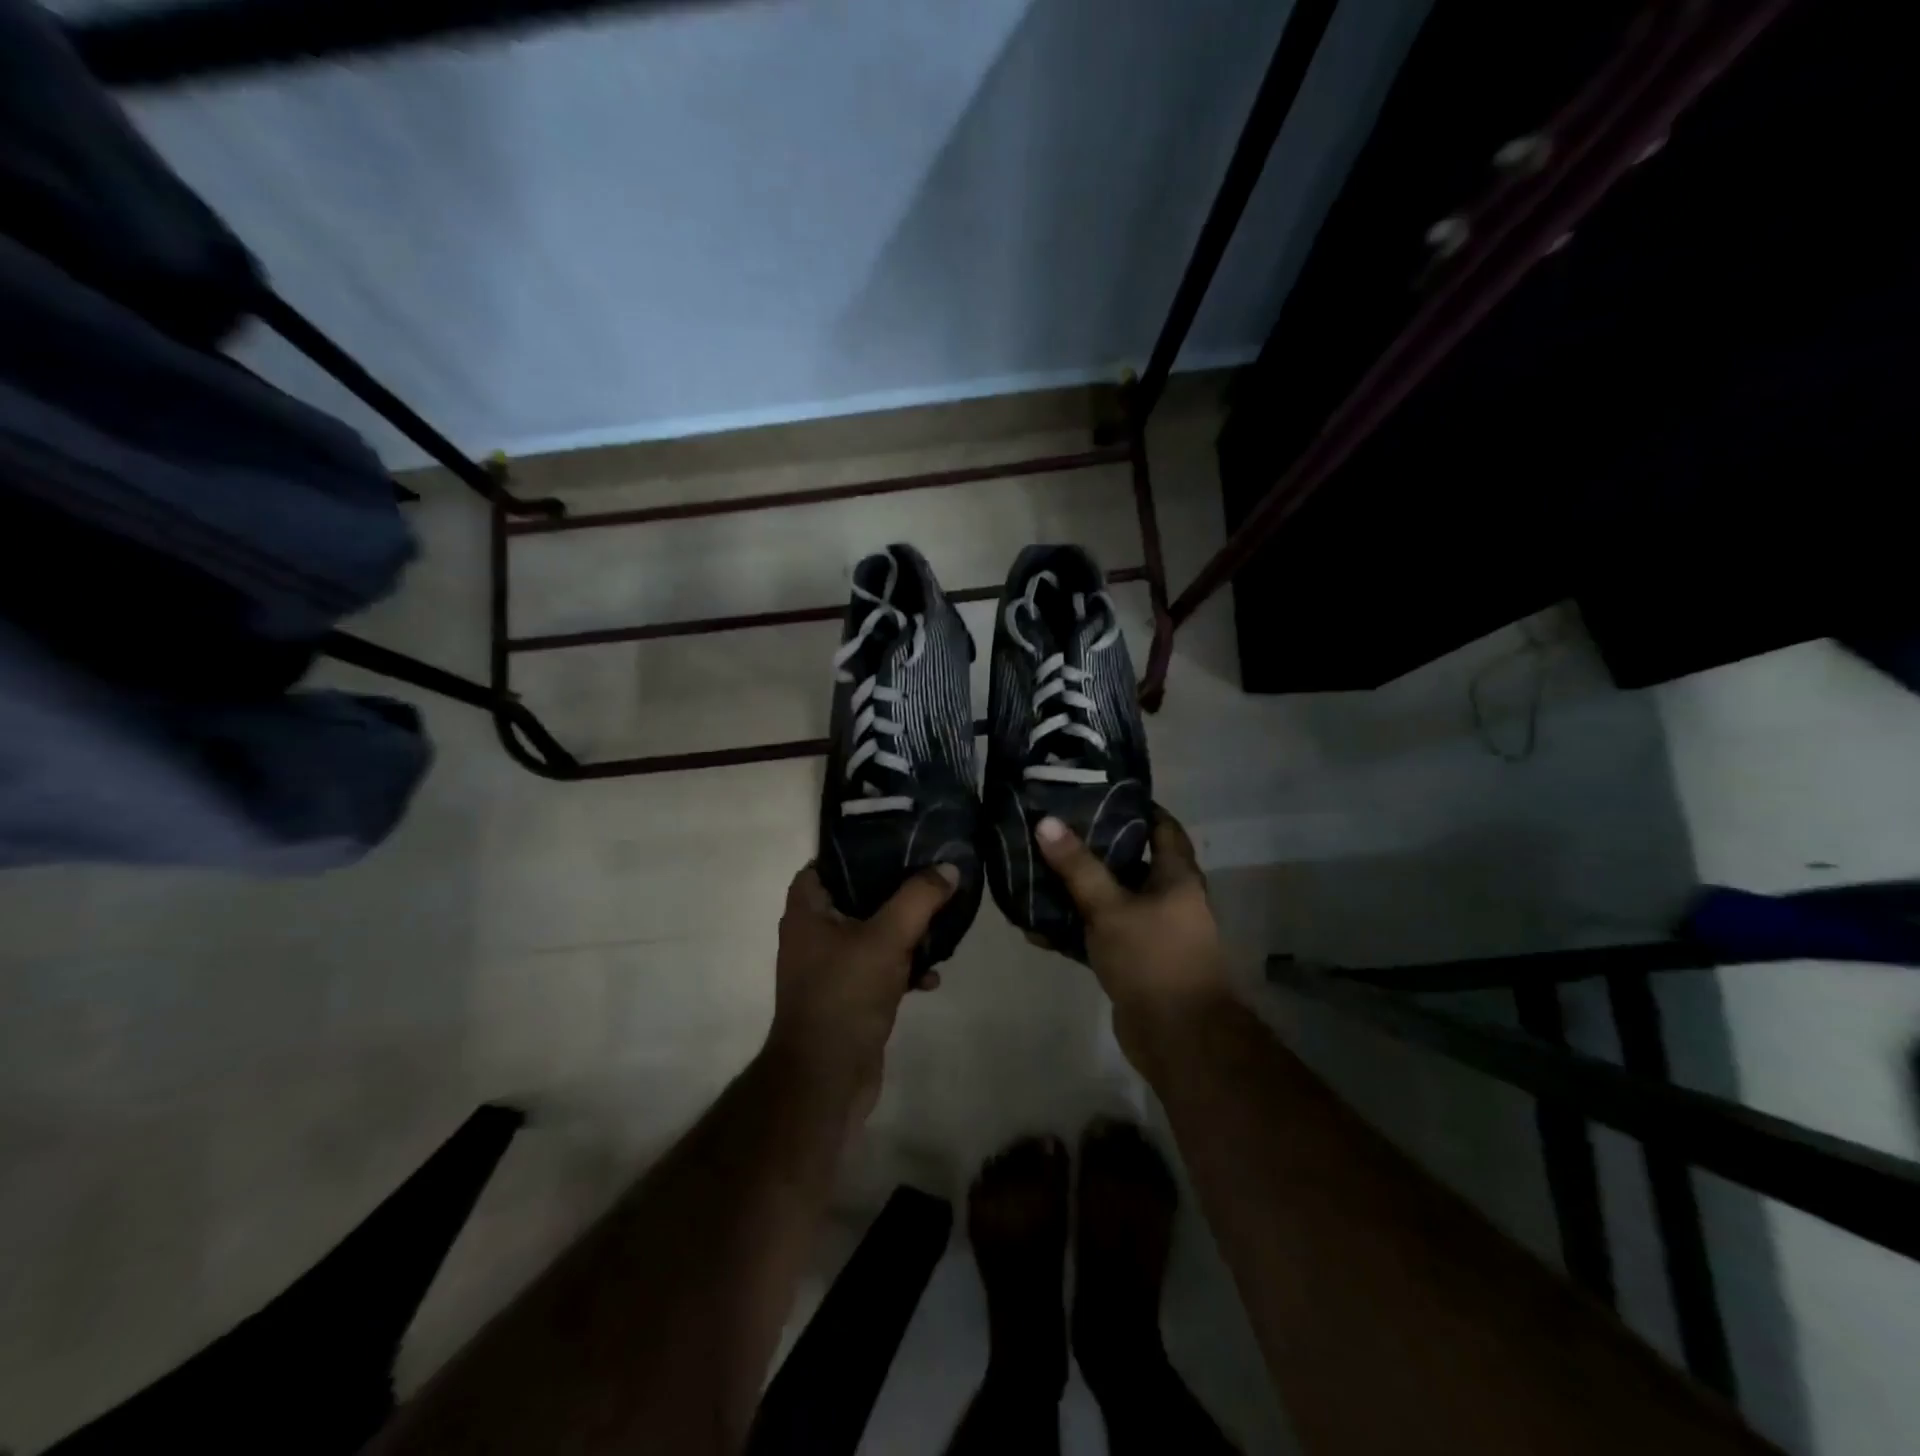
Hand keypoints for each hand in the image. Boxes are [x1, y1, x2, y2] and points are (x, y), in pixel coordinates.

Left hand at [767, 862, 957, 1113]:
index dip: (854, 851)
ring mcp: (831, 969)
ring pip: (873, 934)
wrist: (827, 1079)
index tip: (894, 841)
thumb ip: (919, 898)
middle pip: (856, 898)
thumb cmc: (846, 995)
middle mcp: (813, 936)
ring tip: (941, 925)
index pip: (823, 865)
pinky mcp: (850, 997)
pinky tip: (931, 977)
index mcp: (807, 913)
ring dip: (906, 932)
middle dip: (894, 891)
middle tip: (930, 876)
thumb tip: (948, 867)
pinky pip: (880, 969)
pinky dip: (904, 969)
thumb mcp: (887, 938)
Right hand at [1034, 807, 1230, 1072]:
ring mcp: (1153, 932)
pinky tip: (1037, 928)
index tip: (1099, 793)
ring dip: (1079, 891)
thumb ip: (1078, 867)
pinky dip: (1075, 929)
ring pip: (1112, 900)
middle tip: (1055, 830)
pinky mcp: (1135, 962)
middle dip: (1095, 847)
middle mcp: (1169, 899)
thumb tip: (1046, 822)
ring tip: (1037, 873)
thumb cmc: (1153, 958)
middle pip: (1132, 862)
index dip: (1137, 807)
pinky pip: (1102, 934)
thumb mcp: (1110, 907)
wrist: (1179, 1037)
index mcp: (1177, 877)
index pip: (1163, 827)